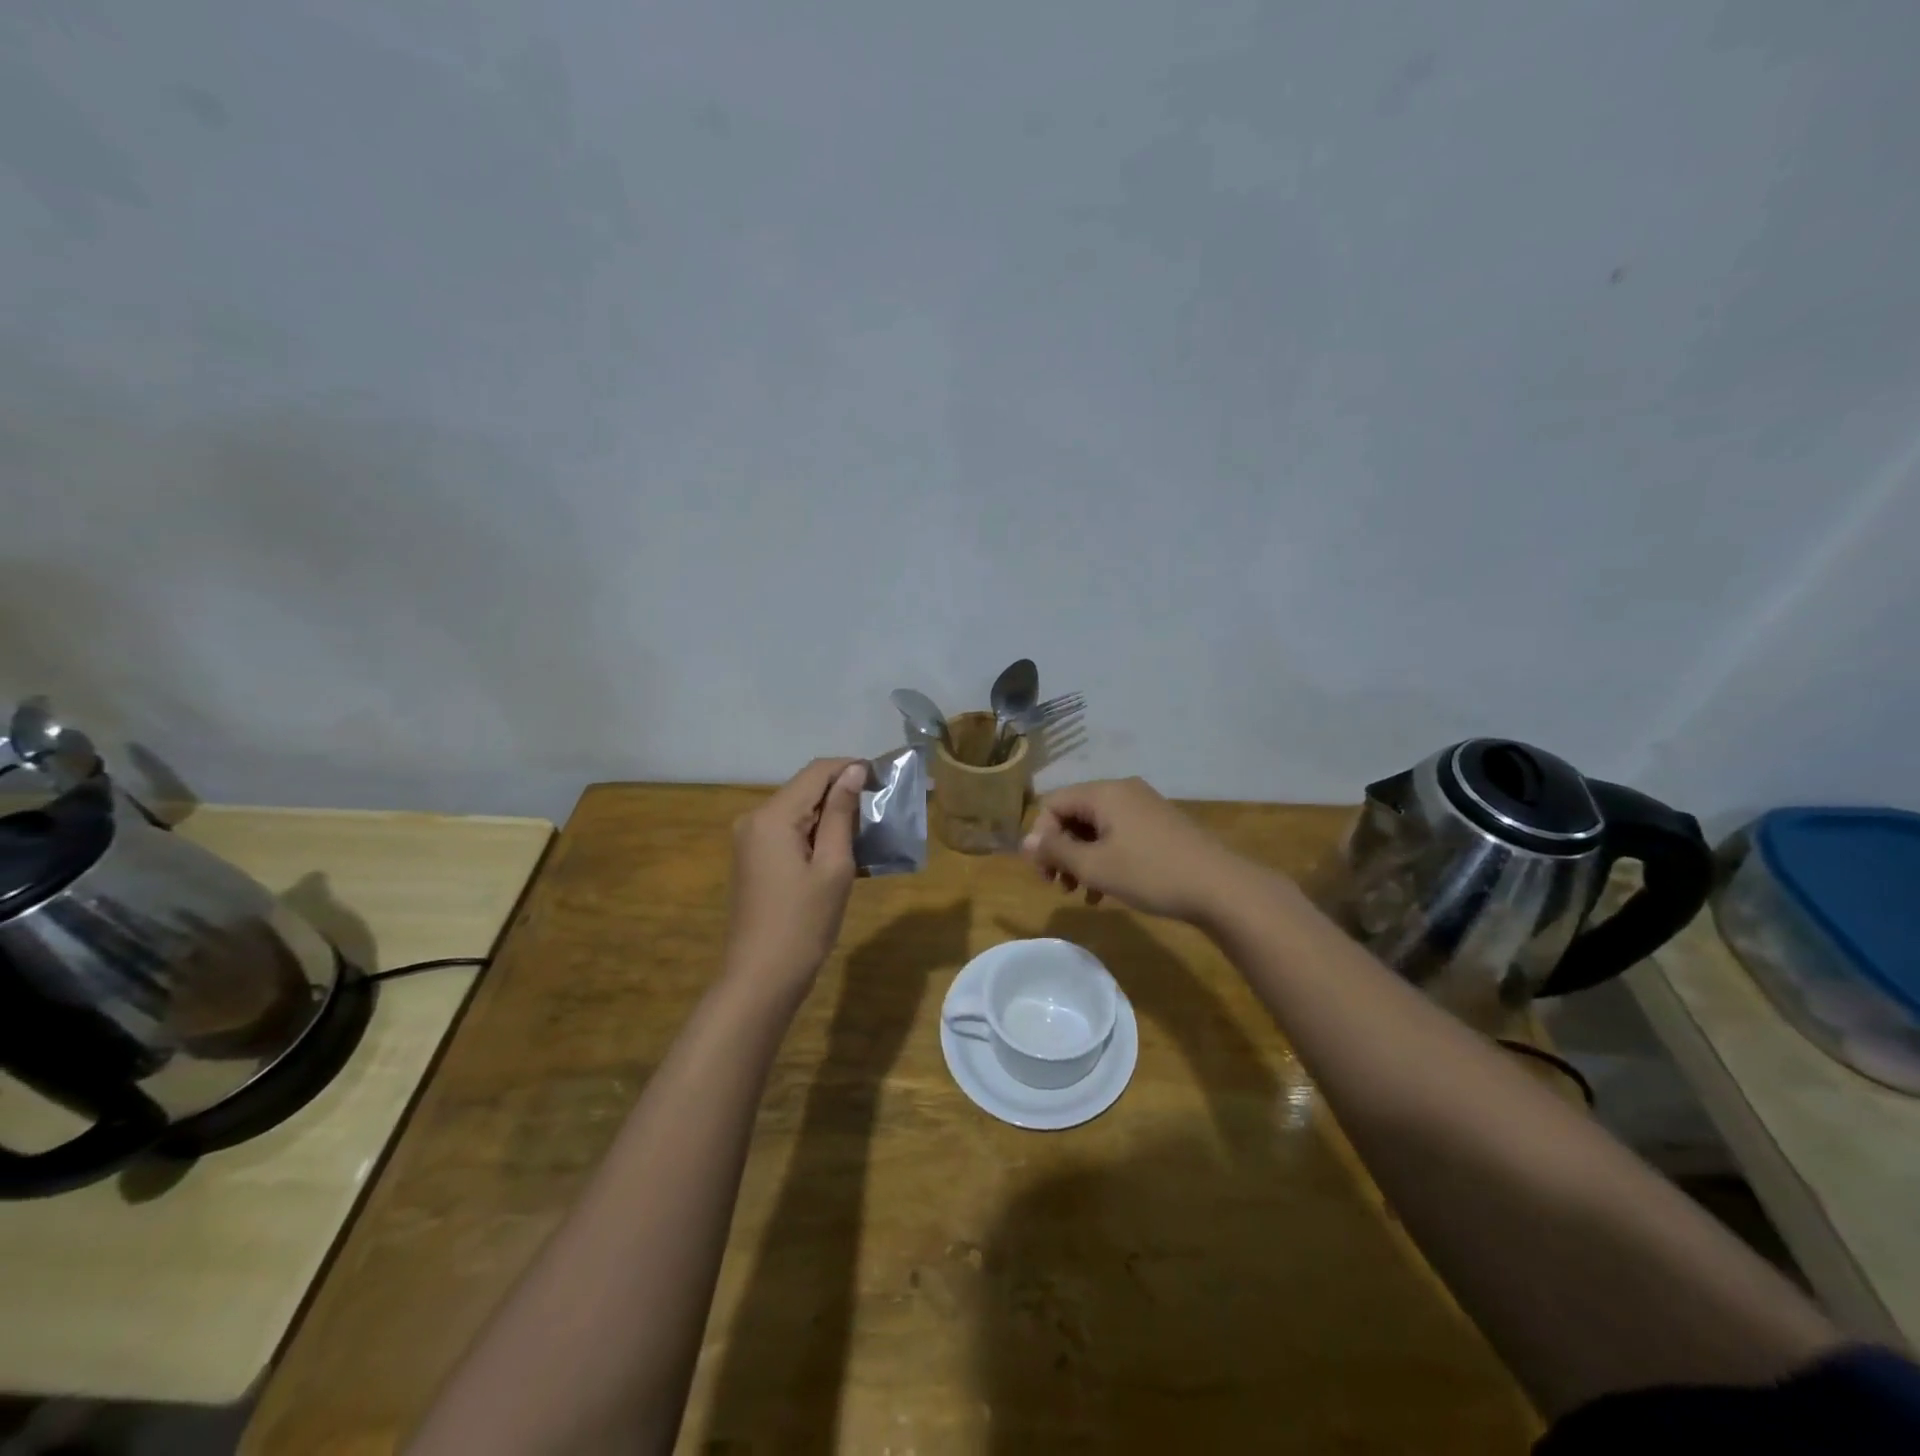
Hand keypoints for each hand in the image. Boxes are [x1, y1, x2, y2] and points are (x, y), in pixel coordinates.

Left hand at [725, 757, 867, 997]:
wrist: (760, 979)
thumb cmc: (803, 924)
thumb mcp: (833, 866)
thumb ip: (841, 814)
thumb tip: (854, 772)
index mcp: (772, 816)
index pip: (816, 771)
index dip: (851, 767)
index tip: (885, 778)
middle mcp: (754, 818)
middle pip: (805, 788)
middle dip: (843, 792)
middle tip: (881, 810)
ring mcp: (749, 840)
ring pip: (797, 810)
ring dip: (831, 815)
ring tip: (867, 832)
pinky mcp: (752, 859)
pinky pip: (788, 831)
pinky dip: (815, 834)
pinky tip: (841, 852)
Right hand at [1021, 777, 1256, 924]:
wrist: (1220, 887)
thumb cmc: (1150, 873)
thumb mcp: (1095, 866)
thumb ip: (1056, 851)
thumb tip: (1025, 842)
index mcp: (1104, 793)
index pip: (1054, 803)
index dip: (1041, 837)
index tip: (1044, 872)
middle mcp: (1123, 791)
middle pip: (1074, 814)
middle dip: (1061, 850)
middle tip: (1058, 885)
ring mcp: (1144, 807)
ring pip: (1097, 828)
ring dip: (1082, 858)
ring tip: (1080, 893)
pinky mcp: (1159, 826)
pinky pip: (1119, 835)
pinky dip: (1105, 858)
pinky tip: (1105, 892)